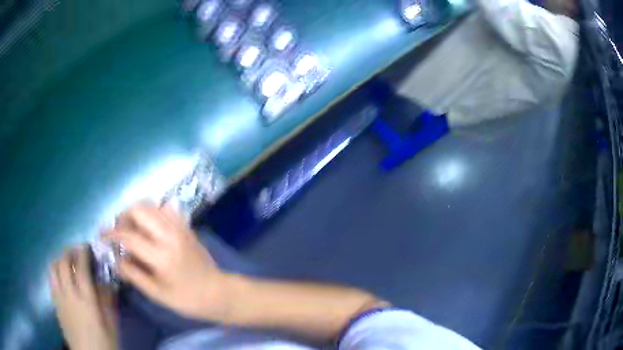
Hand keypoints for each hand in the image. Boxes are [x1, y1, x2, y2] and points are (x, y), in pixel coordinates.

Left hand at [50, 246, 117, 349]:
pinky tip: (62, 279)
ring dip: (59, 260)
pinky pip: (51, 280)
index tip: (86, 246)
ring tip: (67, 263)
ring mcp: (59, 298)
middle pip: (63, 262)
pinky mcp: (55, 304)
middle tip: (76, 253)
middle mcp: (69, 294)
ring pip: (53, 268)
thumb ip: (107, 301)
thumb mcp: (111, 325)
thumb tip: (108, 281)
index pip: (81, 267)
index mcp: (86, 300)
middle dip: (69, 252)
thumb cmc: (103, 343)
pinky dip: (55, 272)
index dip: (83, 252)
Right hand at [104, 203, 230, 320]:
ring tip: (132, 229)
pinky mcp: (186, 226)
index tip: (101, 235)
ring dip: (137, 213)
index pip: (128, 236)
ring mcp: (180, 227)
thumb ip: (133, 274)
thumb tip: (115, 259)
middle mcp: (169, 235)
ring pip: (152, 206)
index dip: (111, 234)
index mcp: (161, 255)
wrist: (218, 292)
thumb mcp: (157, 293)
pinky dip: (152, 212)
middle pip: (139, 210)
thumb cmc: (187, 299)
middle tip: (120, 233)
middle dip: (123, 217)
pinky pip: (165, 209)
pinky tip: (150, 227)